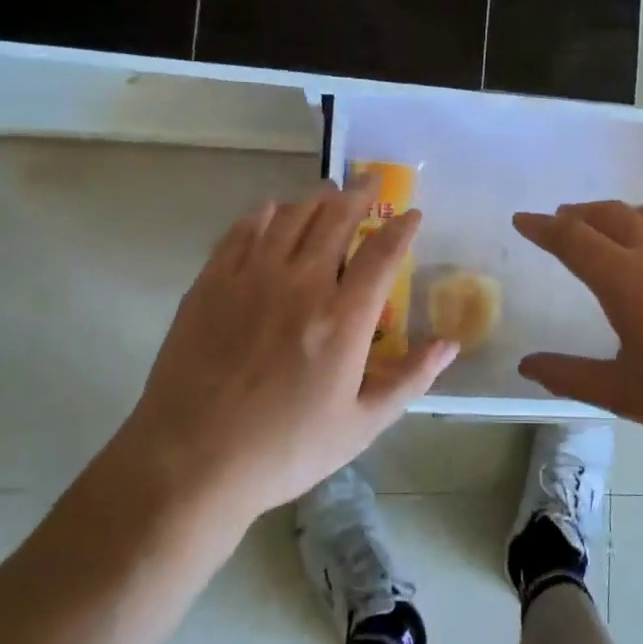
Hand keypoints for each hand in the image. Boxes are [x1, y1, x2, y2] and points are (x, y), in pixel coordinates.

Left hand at [114, 178, 457, 529]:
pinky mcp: (211, 283)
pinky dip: (263, 213)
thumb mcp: (361, 426)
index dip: (402, 228)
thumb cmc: (285, 450)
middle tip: (370, 182)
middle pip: (334, 219)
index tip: (412, 214)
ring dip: (314, 198)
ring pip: (289, 216)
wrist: (191, 461)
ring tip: (327, 192)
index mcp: (342, 319)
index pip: (382, 254)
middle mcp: (299, 284)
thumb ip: (409, 379)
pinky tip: (271, 211)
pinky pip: (242, 230)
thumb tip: (451, 345)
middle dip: (359, 195)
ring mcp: (250, 278)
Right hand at [513, 201, 642, 466]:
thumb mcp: (625, 393)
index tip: (524, 219)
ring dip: (627, 215)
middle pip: (612, 215)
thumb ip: (571, 376)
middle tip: (564, 218)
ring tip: (617, 225)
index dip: (543, 227)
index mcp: (625, 279)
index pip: (572, 239)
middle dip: (582, 213)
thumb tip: (527, 365)